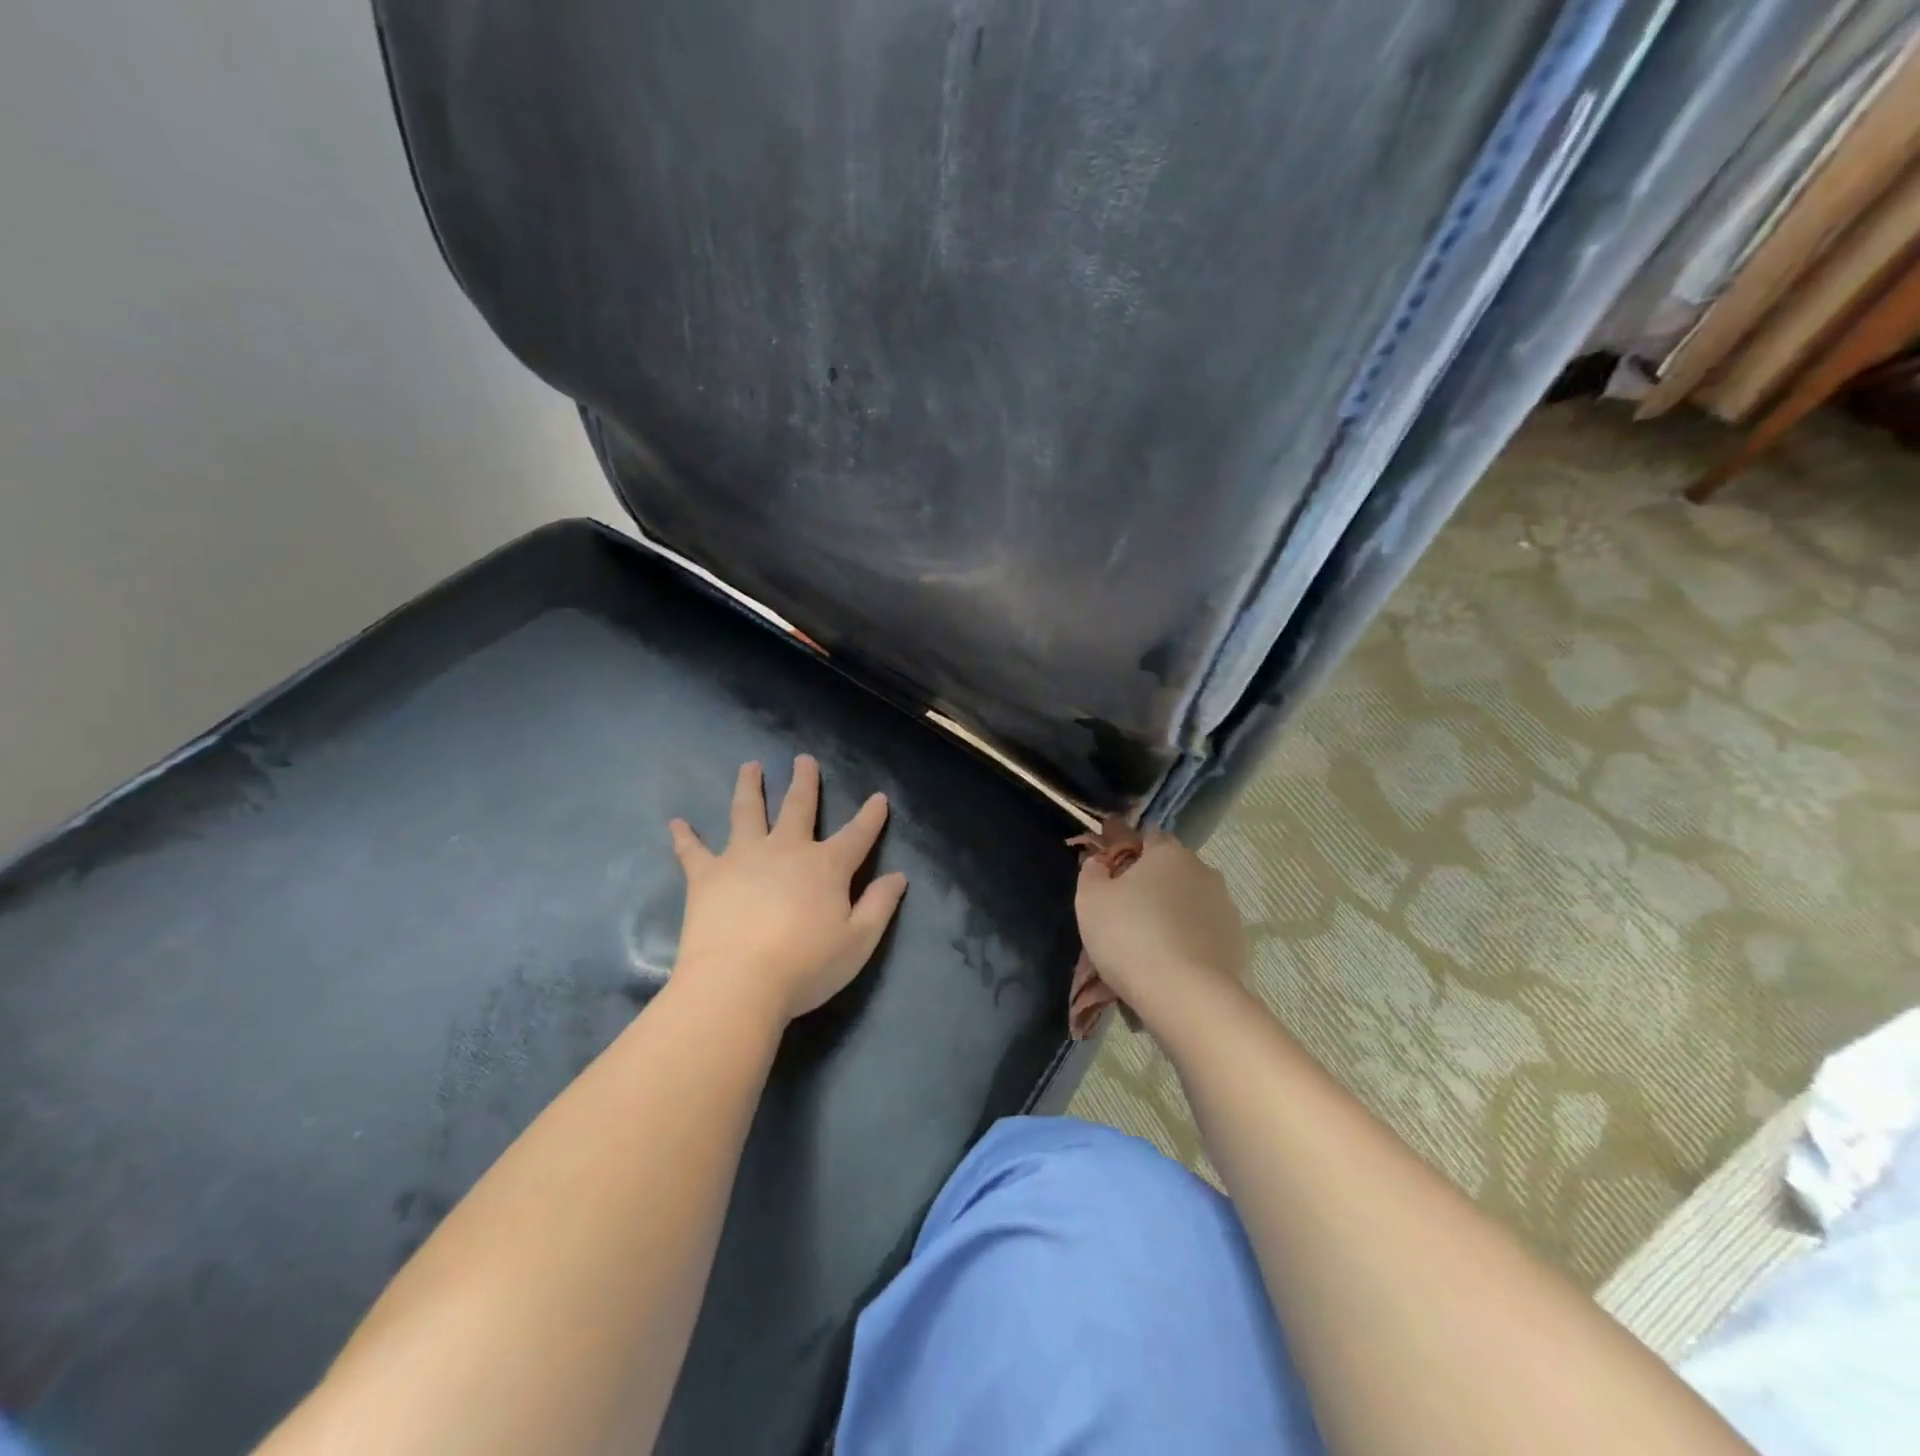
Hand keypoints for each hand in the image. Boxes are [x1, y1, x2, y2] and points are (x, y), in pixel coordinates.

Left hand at [668, 756, 907, 1024]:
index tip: (879, 797)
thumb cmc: (805, 966)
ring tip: (750, 766)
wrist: (738, 983)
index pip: (857, 835)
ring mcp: (743, 857)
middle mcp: (786, 850)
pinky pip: (693, 850)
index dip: (871, 816)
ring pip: (747, 812)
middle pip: (799, 807)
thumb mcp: (858, 942)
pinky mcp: (706, 875)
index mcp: (826, 867)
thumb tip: (898, 876)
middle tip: (803, 759)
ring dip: (749, 787)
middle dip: (805, 782)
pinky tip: (676, 822)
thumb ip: (880, 905)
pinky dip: (685, 836)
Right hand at [1074, 832, 1245, 1018]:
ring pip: (1190, 902)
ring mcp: (1225, 906)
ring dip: (1173, 914)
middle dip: (1152, 885)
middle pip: (1172, 870)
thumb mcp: (1090, 900)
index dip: (1129, 852)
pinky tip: (1173, 965)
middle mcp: (1203, 871)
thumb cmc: (1130, 937)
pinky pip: (1205, 932)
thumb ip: (1092, 872)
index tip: (1112, 877)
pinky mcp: (1238, 941)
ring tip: (1150, 947)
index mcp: (1168, 853)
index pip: (1149, 837)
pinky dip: (1190, 941)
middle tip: (1127, 915)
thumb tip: (1100, 862)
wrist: (1187, 996)